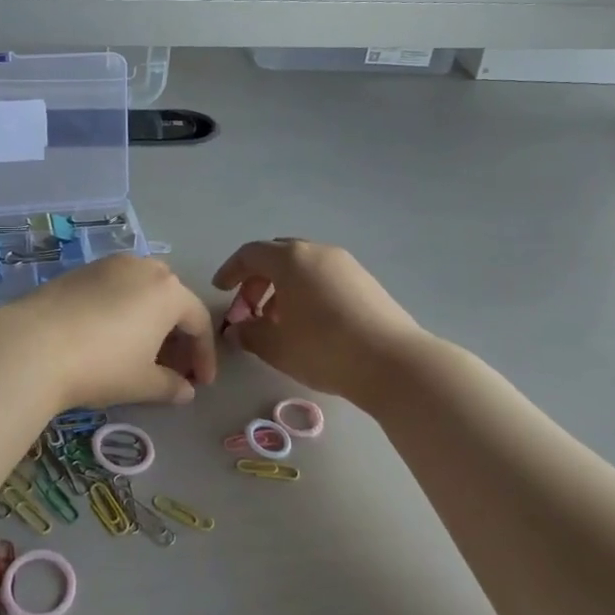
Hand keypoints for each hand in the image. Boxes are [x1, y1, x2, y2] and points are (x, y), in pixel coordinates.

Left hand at [0, 254, 216, 408]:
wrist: (33, 345)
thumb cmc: (101, 365)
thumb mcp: (142, 383)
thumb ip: (171, 386)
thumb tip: (186, 391)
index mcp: (168, 292)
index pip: (199, 321)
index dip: (204, 355)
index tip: (201, 383)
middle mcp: (143, 268)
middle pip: (172, 298)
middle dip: (178, 333)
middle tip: (173, 366)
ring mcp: (109, 264)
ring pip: (142, 288)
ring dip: (150, 317)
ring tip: (141, 350)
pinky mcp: (80, 270)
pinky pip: (115, 287)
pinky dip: (123, 309)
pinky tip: (109, 335)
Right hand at [212, 239, 428, 397]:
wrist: (394, 363)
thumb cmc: (324, 349)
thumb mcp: (276, 346)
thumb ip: (249, 334)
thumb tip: (237, 330)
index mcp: (291, 259)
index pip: (250, 254)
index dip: (231, 270)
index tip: (221, 290)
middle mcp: (318, 252)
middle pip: (278, 256)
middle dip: (257, 280)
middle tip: (248, 310)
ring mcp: (346, 265)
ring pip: (304, 267)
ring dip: (283, 288)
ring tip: (278, 322)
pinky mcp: (366, 282)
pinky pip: (325, 277)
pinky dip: (307, 292)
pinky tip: (309, 324)